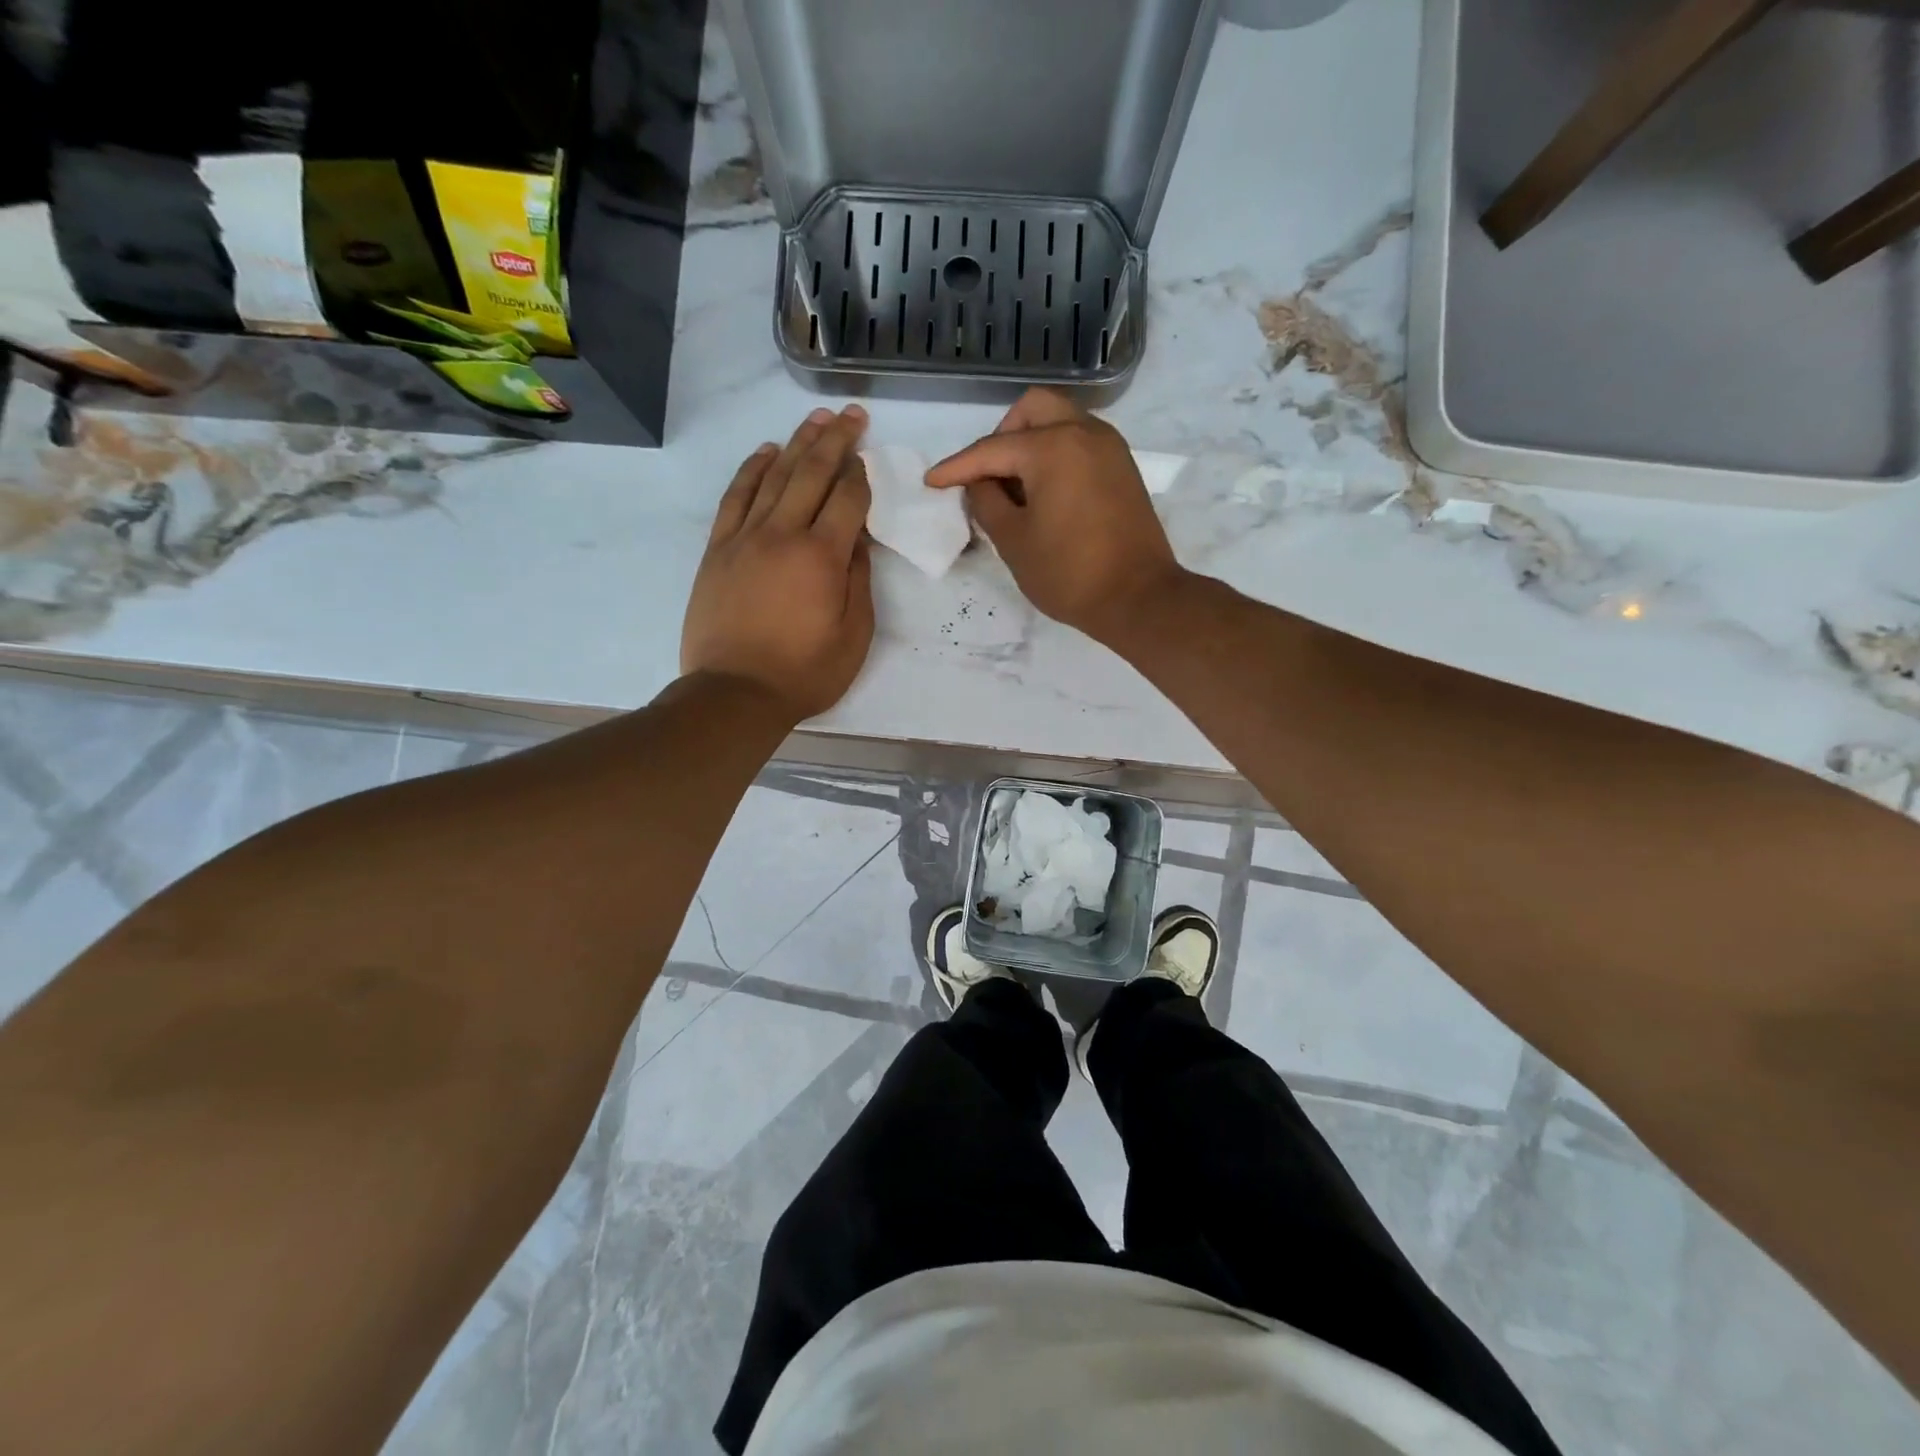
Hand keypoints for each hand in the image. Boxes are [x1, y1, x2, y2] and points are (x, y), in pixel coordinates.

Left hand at [681, 406, 874, 719]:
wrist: (735, 693)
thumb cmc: (805, 672)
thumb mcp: (854, 635)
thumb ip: (859, 580)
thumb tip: (856, 539)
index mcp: (822, 557)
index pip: (847, 499)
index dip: (860, 474)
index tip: (868, 458)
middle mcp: (783, 534)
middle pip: (811, 473)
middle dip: (834, 440)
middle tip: (850, 416)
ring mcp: (745, 538)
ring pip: (773, 477)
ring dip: (796, 444)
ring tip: (814, 420)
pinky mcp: (718, 549)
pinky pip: (735, 497)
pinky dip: (751, 470)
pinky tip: (765, 453)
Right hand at [926, 388, 1185, 641]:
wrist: (1138, 597)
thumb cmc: (1068, 573)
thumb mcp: (1013, 541)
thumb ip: (986, 503)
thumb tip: (979, 483)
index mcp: (1052, 447)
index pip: (992, 449)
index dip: (957, 467)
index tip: (932, 482)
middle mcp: (1084, 433)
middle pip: (1033, 409)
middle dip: (1001, 435)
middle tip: (988, 475)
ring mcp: (1109, 447)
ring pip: (1060, 420)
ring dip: (1031, 442)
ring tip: (1015, 487)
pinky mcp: (1123, 468)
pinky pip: (1080, 441)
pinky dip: (1056, 453)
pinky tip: (1045, 492)